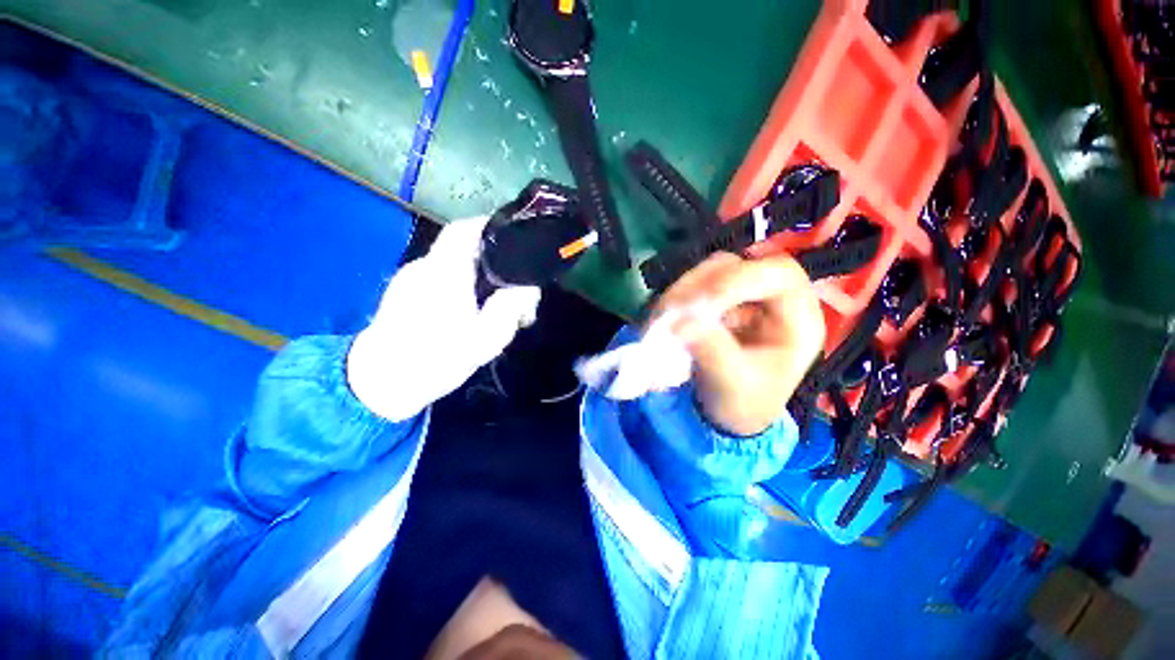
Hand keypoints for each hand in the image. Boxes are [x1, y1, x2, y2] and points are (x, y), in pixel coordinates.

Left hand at [347, 217, 540, 420]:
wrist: (381, 383)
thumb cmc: (436, 359)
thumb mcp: (486, 338)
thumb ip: (511, 307)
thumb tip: (528, 287)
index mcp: (445, 272)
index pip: (465, 229)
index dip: (490, 225)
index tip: (514, 237)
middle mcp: (426, 267)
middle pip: (465, 247)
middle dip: (495, 261)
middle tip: (515, 288)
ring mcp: (412, 278)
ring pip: (455, 263)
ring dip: (480, 276)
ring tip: (497, 307)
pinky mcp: (406, 292)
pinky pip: (442, 276)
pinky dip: (463, 284)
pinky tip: (472, 311)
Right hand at [650, 251, 824, 435]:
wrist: (729, 410)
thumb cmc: (745, 402)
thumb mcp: (734, 385)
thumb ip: (714, 353)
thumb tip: (682, 324)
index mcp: (797, 318)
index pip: (778, 274)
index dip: (739, 280)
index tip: (700, 305)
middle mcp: (771, 298)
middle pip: (737, 266)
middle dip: (699, 287)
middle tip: (669, 314)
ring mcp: (741, 295)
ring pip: (709, 272)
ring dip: (680, 293)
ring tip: (659, 322)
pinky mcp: (716, 299)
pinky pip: (691, 286)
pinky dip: (672, 300)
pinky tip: (660, 321)